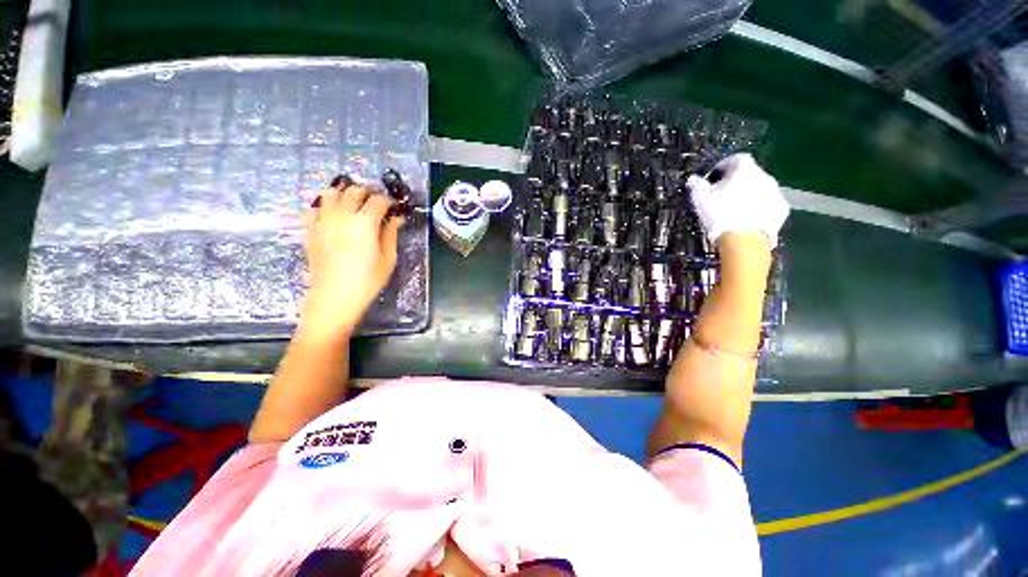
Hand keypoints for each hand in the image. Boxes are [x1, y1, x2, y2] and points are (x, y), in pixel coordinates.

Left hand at [299, 185, 404, 340]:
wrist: (334, 297)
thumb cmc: (368, 280)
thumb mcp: (388, 258)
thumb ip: (391, 233)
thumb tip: (396, 218)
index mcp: (365, 222)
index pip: (378, 200)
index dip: (388, 201)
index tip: (394, 208)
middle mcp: (342, 215)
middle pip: (354, 190)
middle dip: (367, 192)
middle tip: (376, 203)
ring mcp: (323, 221)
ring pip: (331, 193)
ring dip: (344, 193)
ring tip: (353, 204)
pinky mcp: (310, 230)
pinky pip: (313, 208)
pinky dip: (323, 206)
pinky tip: (332, 215)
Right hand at [687, 153, 788, 249]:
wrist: (743, 240)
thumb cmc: (719, 214)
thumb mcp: (700, 198)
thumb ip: (696, 185)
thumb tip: (693, 179)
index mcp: (744, 169)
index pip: (734, 159)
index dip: (722, 168)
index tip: (712, 180)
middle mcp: (764, 176)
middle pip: (749, 174)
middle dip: (736, 183)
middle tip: (722, 197)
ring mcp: (776, 193)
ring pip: (760, 190)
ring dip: (748, 196)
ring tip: (734, 211)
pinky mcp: (781, 210)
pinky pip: (768, 206)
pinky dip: (759, 210)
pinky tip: (747, 221)